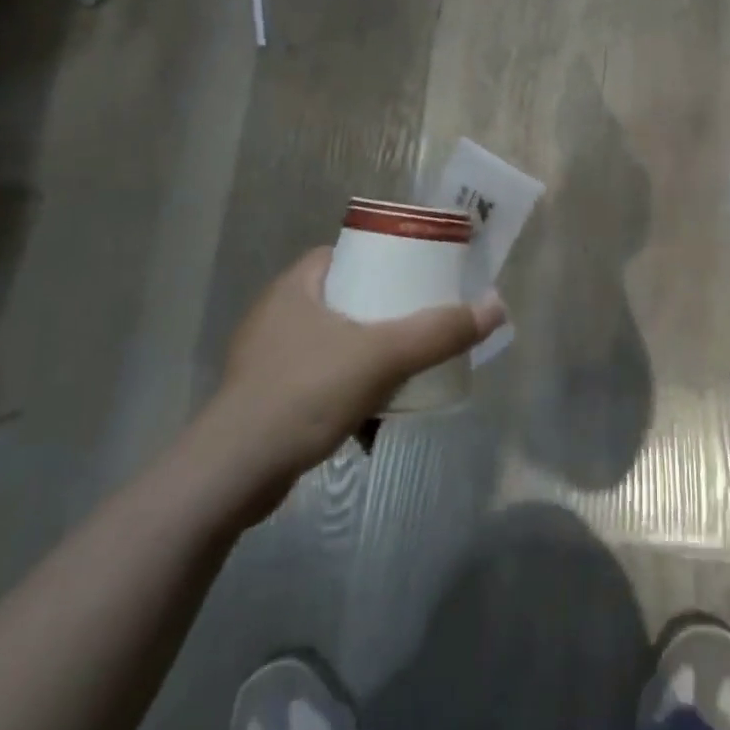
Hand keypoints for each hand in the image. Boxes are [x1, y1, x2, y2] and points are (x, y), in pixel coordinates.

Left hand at [195, 248, 505, 522]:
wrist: (233, 475)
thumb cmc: (305, 393)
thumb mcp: (383, 356)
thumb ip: (440, 331)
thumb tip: (496, 306)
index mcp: (295, 286)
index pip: (345, 254)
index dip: (383, 258)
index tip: (417, 275)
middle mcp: (277, 314)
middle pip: (345, 299)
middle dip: (384, 314)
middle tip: (421, 323)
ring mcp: (267, 359)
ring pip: (334, 343)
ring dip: (369, 356)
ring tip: (406, 369)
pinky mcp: (265, 400)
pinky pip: (320, 381)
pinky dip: (348, 391)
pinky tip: (372, 417)